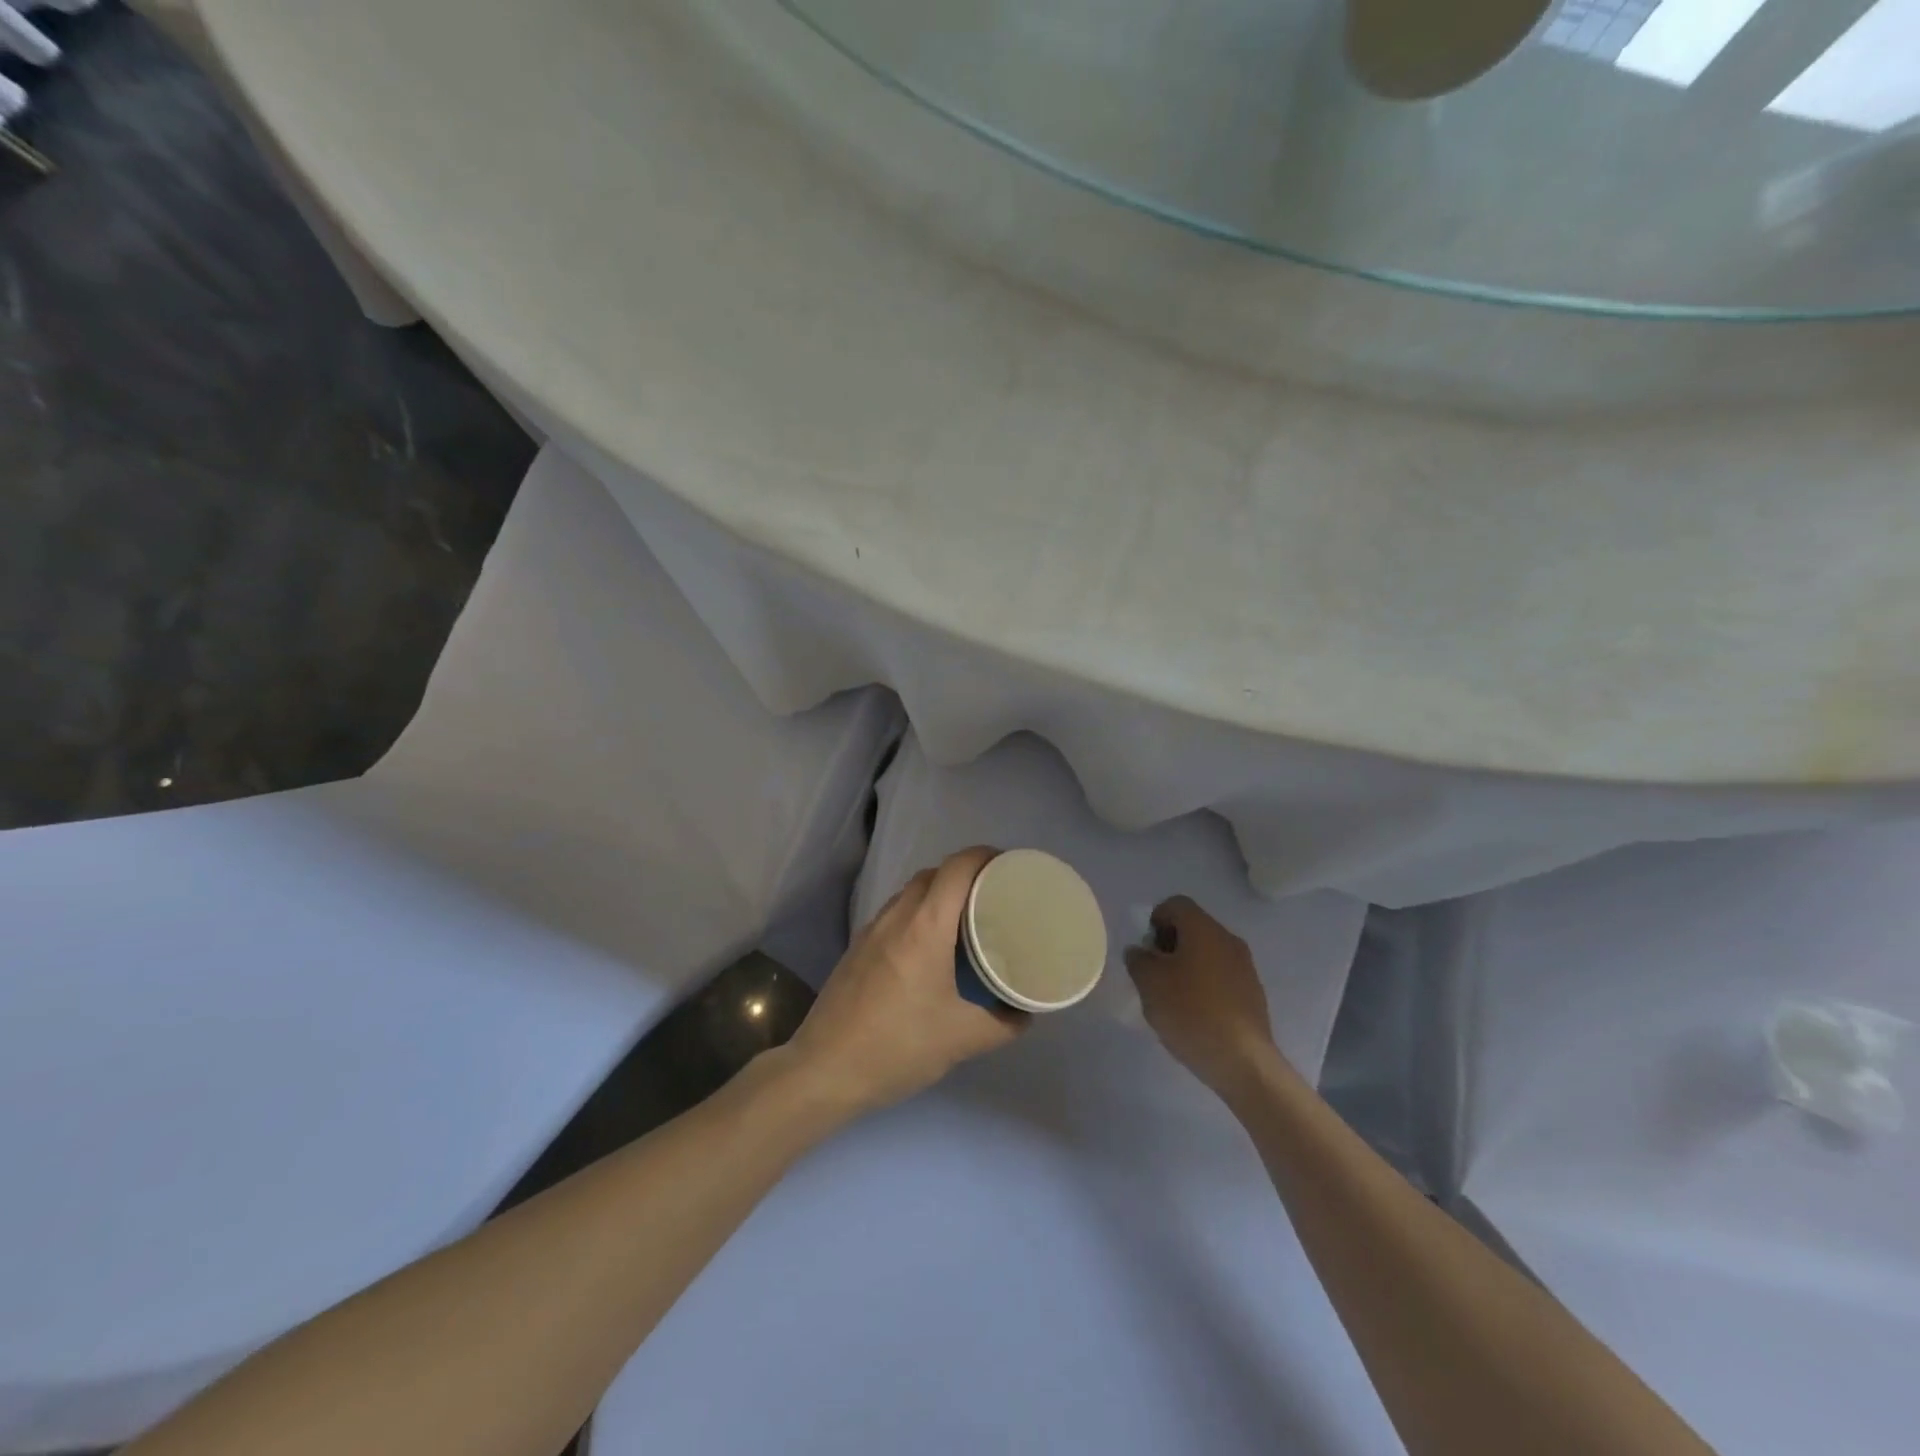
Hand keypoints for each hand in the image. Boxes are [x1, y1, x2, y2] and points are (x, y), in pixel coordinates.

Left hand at [783, 847, 1026, 1117]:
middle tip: (995, 895)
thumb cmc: (899, 1046)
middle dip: (966, 874)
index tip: (1011, 868)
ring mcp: (872, 930)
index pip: (958, 868)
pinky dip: (919, 912)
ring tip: (967, 918)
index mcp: (925, 926)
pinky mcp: (858, 947)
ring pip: (911, 892)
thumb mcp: (962, 1039)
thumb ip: (1004, 1024)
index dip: (985, 856)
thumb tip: (1026, 1011)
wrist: (825, 1070)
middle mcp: (897, 916)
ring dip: (940, 893)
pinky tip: (931, 946)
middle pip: (934, 873)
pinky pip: (896, 912)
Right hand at [1124, 896, 1286, 1100]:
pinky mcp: (1253, 992)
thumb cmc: (1191, 1012)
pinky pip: (1221, 975)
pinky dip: (1205, 984)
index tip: (1146, 950)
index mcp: (1203, 929)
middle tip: (1154, 973)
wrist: (1242, 1061)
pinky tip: (1195, 1013)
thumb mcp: (1149, 983)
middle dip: (1169, 944)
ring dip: (1187, 965)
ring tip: (1172, 997)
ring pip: (1208, 952)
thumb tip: (1140, 952)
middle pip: (1193, 927)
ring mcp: (1245, 966)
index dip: (1154, 920)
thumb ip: (1138, 960)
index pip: (1175, 904)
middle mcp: (1228, 939)